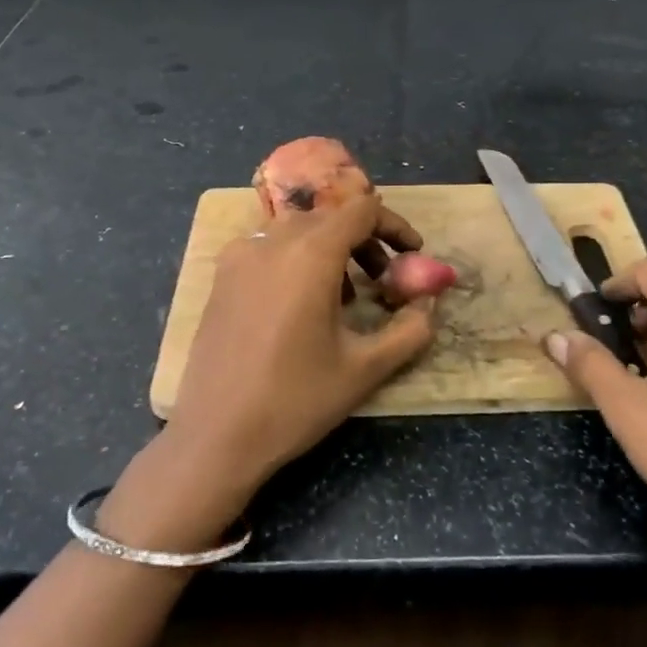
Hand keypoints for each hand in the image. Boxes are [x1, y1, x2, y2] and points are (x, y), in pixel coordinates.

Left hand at [160, 191, 436, 512]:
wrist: (214, 437)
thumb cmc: (295, 400)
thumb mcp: (366, 369)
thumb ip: (411, 329)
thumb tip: (431, 302)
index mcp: (310, 253)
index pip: (362, 209)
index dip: (394, 226)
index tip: (413, 255)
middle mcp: (273, 241)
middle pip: (331, 218)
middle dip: (366, 241)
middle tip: (385, 279)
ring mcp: (241, 255)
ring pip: (300, 231)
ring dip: (333, 250)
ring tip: (348, 297)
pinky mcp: (222, 276)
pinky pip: (271, 248)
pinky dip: (298, 259)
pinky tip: (302, 305)